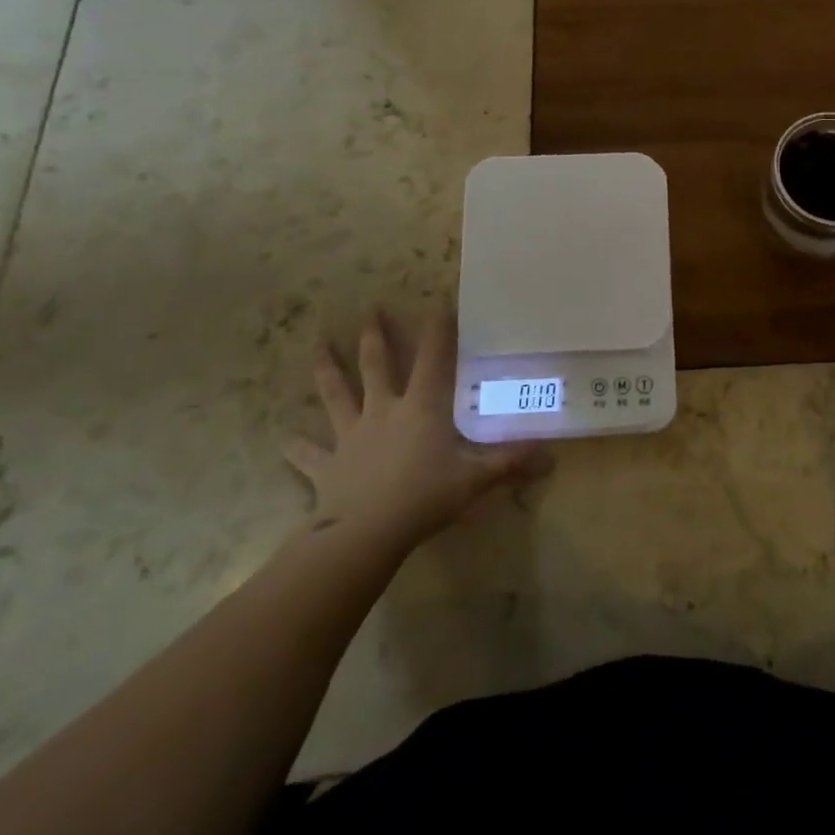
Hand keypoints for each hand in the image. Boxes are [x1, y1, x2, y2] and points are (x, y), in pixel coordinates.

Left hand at [285, 306, 551, 549]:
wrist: (366, 534)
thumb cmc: (425, 497)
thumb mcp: (475, 479)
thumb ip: (511, 464)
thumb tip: (551, 459)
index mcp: (422, 407)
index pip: (434, 358)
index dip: (438, 329)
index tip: (438, 301)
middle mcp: (384, 411)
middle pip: (377, 365)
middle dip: (374, 337)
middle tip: (369, 311)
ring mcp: (352, 436)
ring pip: (337, 396)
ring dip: (328, 372)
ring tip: (317, 349)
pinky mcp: (328, 466)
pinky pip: (310, 454)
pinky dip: (297, 447)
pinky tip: (283, 439)